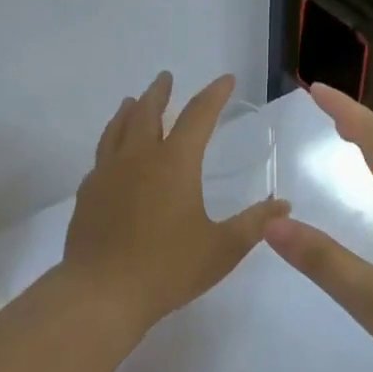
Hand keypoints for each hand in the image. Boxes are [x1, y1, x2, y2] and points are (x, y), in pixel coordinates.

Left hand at [61, 72, 288, 337]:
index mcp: (174, 163)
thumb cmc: (168, 268)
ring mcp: (107, 174)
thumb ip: (255, 223)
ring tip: (133, 101)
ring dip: (130, 111)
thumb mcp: (222, 248)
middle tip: (166, 78)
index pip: (199, 115)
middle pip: (148, 112)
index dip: (214, 94)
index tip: (226, 80)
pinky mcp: (87, 194)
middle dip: (161, 92)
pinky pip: (101, 156)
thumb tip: (284, 205)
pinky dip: (111, 142)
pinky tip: (112, 154)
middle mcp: (138, 158)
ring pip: (117, 129)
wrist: (101, 293)